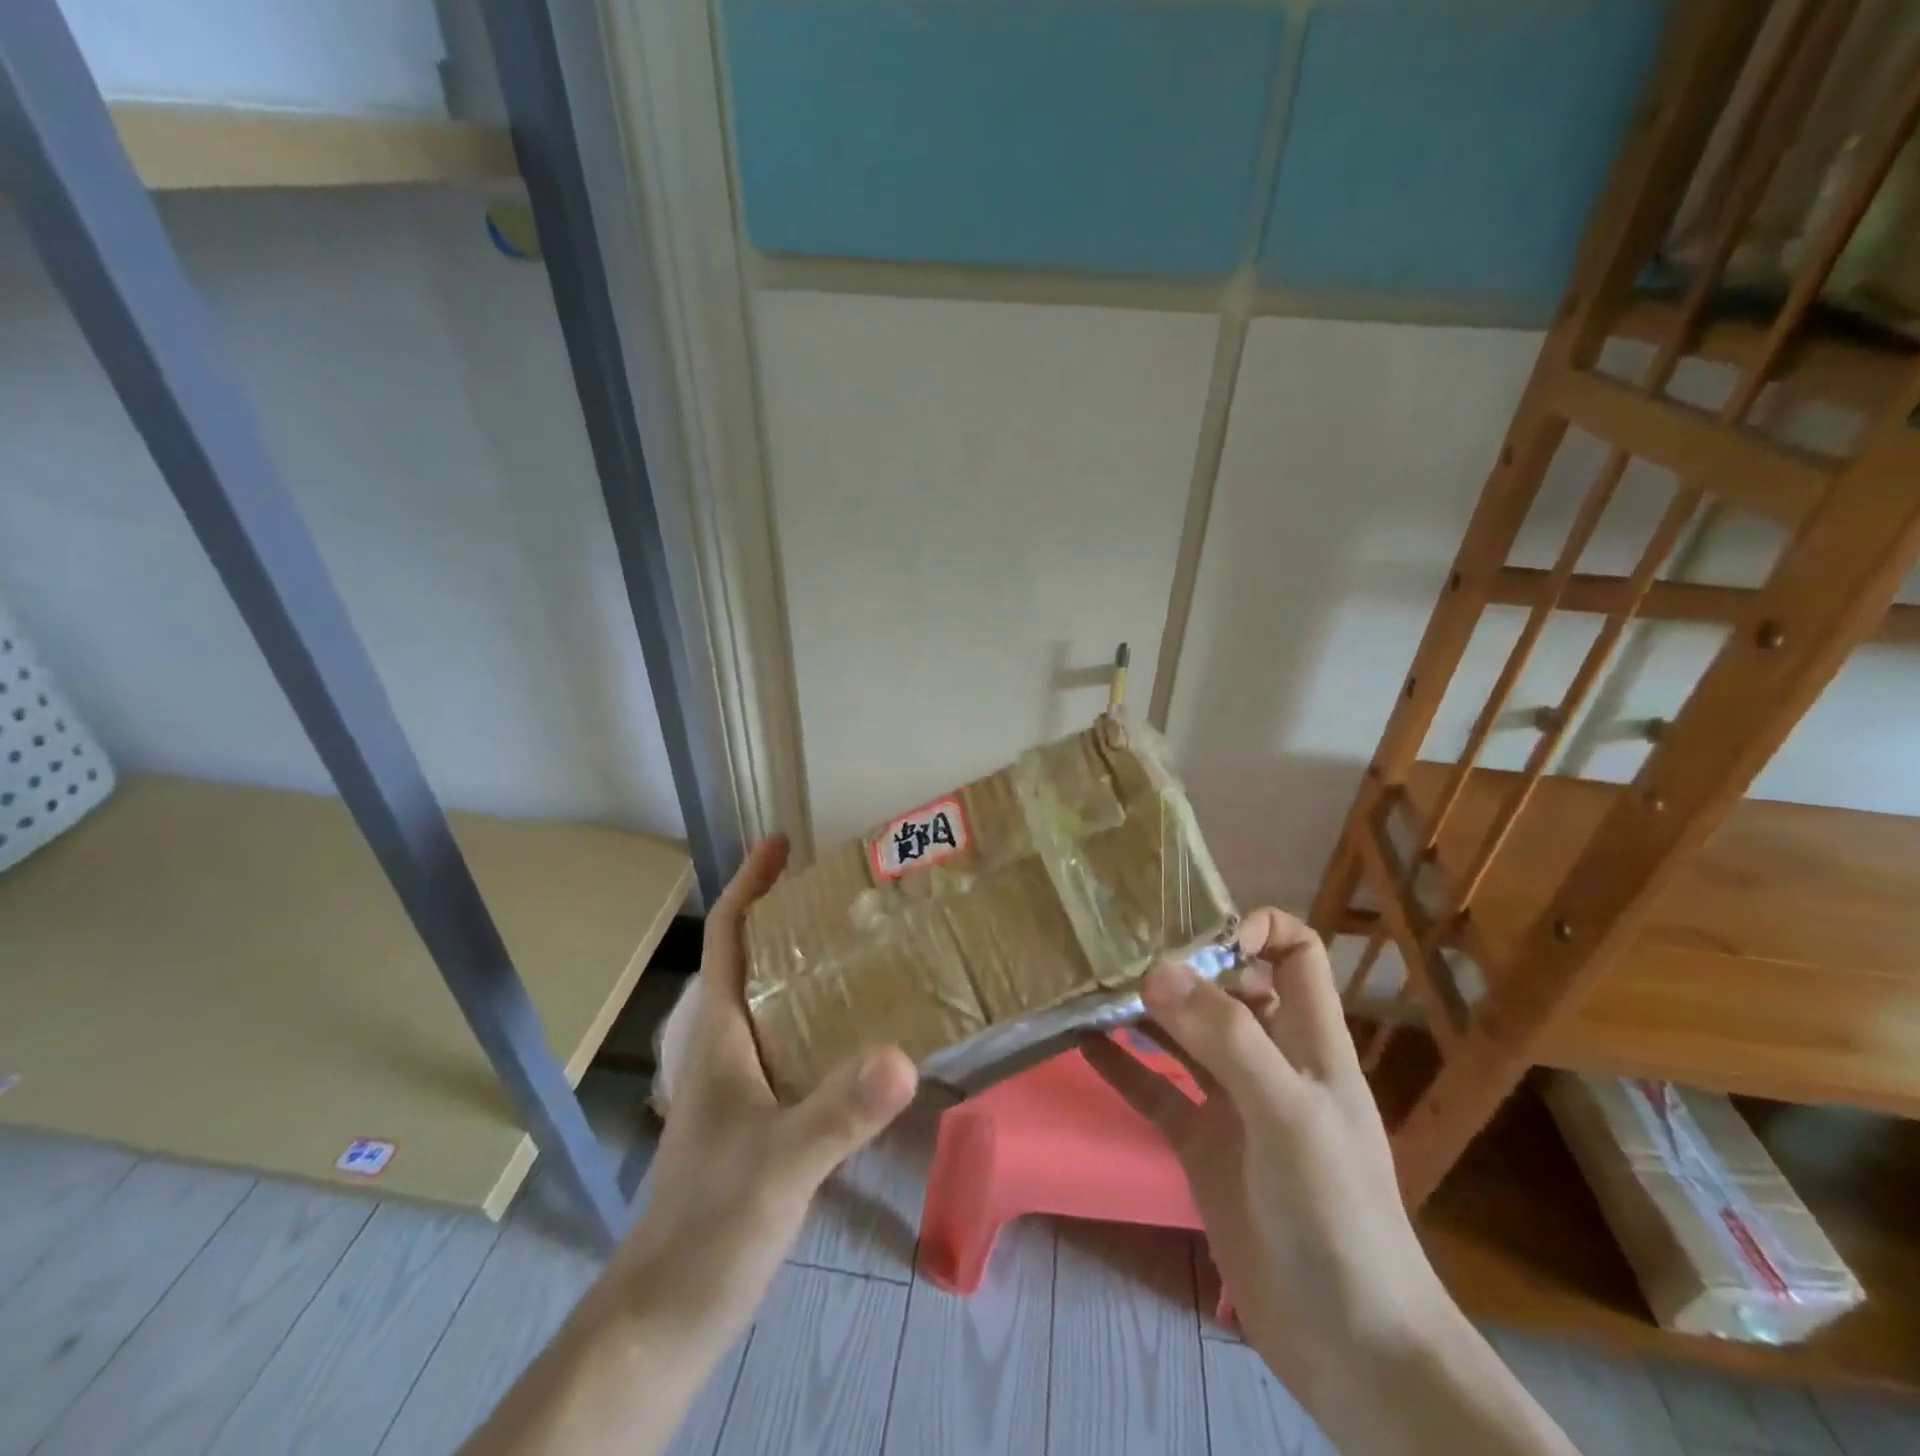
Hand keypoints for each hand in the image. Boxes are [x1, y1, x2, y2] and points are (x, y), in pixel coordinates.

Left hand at [608, 836, 918, 1342]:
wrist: (663, 1317)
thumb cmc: (708, 1227)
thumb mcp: (780, 1165)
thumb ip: (838, 1111)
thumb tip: (905, 1054)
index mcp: (719, 1036)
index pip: (729, 938)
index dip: (750, 884)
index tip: (781, 841)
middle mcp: (725, 1047)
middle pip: (751, 959)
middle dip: (787, 915)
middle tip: (843, 892)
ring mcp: (737, 1084)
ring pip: (771, 1001)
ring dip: (804, 965)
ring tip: (860, 945)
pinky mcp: (754, 1117)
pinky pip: (788, 1043)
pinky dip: (817, 1018)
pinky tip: (857, 1032)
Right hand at [1083, 909, 1450, 1403]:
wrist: (1350, 1346)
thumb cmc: (1336, 1213)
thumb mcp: (1287, 1113)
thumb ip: (1226, 1038)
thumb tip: (1157, 969)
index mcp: (1310, 1041)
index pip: (1294, 952)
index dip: (1254, 928)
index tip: (1197, 936)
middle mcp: (1271, 1061)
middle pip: (1228, 987)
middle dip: (1182, 965)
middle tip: (1120, 955)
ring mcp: (1233, 1105)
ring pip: (1185, 1036)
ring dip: (1145, 1011)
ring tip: (1092, 987)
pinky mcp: (1201, 1146)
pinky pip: (1156, 1091)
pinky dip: (1123, 1066)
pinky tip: (1083, 1043)